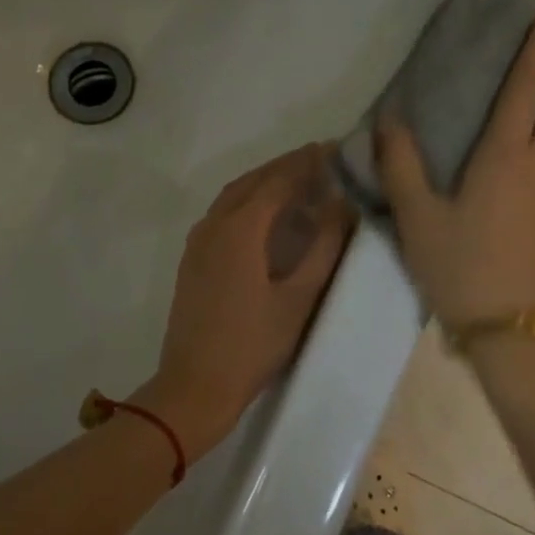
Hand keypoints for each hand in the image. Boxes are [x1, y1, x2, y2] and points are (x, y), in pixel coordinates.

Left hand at [136, 143, 354, 462]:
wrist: (195, 385)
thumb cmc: (253, 344)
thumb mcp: (299, 298)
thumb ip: (324, 247)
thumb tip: (342, 205)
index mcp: (240, 229)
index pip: (277, 181)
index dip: (306, 163)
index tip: (332, 149)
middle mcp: (214, 224)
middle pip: (252, 181)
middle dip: (284, 167)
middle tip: (318, 160)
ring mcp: (198, 242)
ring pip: (233, 195)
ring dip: (263, 182)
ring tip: (296, 181)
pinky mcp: (192, 259)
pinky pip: (221, 213)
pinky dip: (246, 201)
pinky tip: (264, 215)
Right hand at [376, 8, 534, 327]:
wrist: (506, 330)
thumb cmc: (461, 266)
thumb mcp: (417, 216)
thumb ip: (401, 164)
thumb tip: (390, 120)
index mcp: (506, 157)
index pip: (528, 88)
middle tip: (501, 85)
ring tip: (488, 122)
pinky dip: (525, 148)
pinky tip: (485, 168)